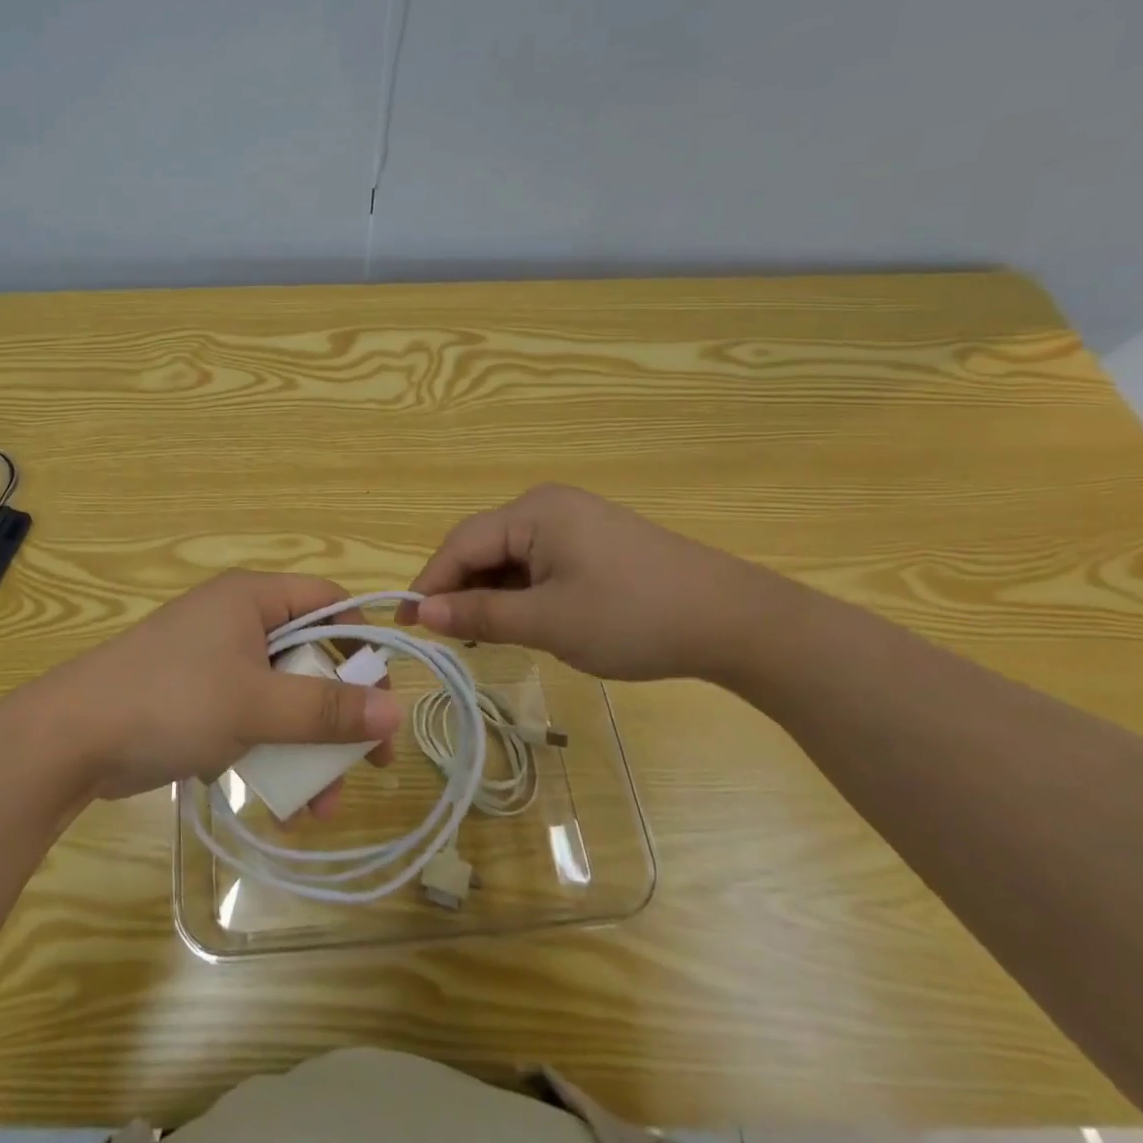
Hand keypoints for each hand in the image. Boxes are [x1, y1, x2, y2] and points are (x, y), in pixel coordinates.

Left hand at [38, 571, 401, 802]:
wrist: (72, 738)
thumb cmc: (173, 701)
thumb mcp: (256, 705)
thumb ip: (326, 709)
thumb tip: (395, 711)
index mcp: (252, 599)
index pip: (328, 602)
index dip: (361, 642)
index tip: (381, 695)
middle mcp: (237, 621)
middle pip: (308, 657)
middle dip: (337, 715)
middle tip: (369, 763)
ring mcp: (215, 662)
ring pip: (281, 698)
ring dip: (306, 748)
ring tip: (321, 806)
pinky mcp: (197, 700)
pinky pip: (250, 719)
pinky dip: (270, 754)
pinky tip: (282, 804)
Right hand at [397, 484, 791, 681]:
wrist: (735, 621)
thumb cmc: (633, 617)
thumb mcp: (548, 622)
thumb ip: (480, 615)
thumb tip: (421, 612)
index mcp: (533, 512)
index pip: (461, 544)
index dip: (430, 583)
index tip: (407, 623)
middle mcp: (548, 505)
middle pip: (484, 546)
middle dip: (461, 589)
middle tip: (446, 637)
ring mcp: (575, 522)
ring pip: (511, 557)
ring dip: (492, 594)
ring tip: (483, 636)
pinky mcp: (594, 542)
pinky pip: (539, 562)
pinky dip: (522, 592)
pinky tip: (524, 621)